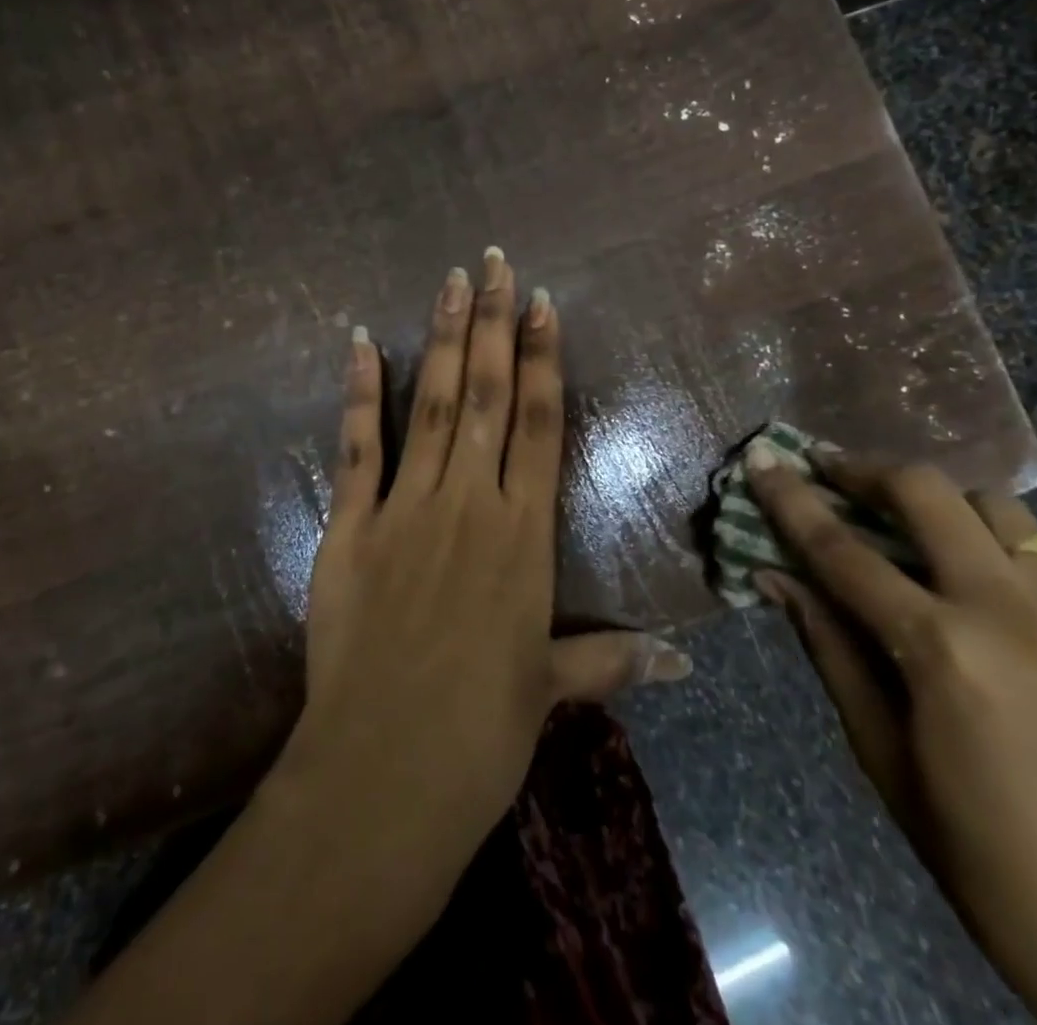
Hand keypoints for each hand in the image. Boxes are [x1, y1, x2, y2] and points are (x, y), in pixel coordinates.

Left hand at [279, 249, 691, 914]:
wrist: (385, 775)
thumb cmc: (481, 734)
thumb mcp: (552, 690)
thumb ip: (613, 662)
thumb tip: (686, 664)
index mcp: (524, 535)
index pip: (538, 423)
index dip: (541, 358)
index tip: (541, 303)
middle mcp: (471, 503)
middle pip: (486, 394)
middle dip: (492, 322)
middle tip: (494, 261)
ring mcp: (406, 509)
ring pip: (431, 403)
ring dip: (441, 337)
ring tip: (450, 280)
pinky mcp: (350, 527)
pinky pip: (357, 446)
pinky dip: (358, 391)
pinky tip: (359, 341)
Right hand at [746, 445, 1036, 1024]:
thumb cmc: (989, 863)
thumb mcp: (884, 758)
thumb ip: (830, 650)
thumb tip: (776, 576)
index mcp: (942, 651)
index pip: (842, 550)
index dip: (792, 497)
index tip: (763, 456)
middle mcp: (1016, 613)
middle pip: (928, 493)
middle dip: (867, 471)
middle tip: (836, 474)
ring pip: (1002, 513)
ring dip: (947, 510)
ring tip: (926, 536)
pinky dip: (1012, 572)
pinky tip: (1010, 621)